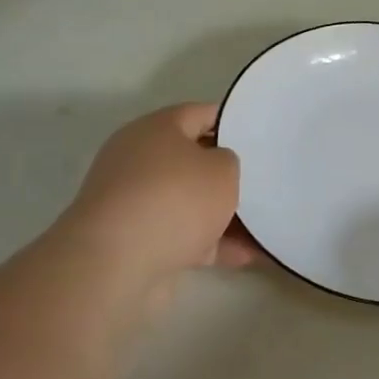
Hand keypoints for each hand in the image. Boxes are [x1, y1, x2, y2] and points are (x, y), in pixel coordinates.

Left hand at [41, 104, 259, 312]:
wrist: (116, 264)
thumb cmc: (175, 199)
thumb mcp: (223, 169)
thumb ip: (229, 162)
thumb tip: (216, 169)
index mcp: (157, 129)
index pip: (202, 114)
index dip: (233, 122)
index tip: (259, 135)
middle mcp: (139, 159)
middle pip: (192, 160)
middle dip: (226, 173)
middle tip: (262, 180)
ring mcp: (134, 202)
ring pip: (188, 201)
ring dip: (222, 214)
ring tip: (262, 225)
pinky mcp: (134, 240)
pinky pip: (182, 235)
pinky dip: (210, 244)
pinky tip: (246, 256)